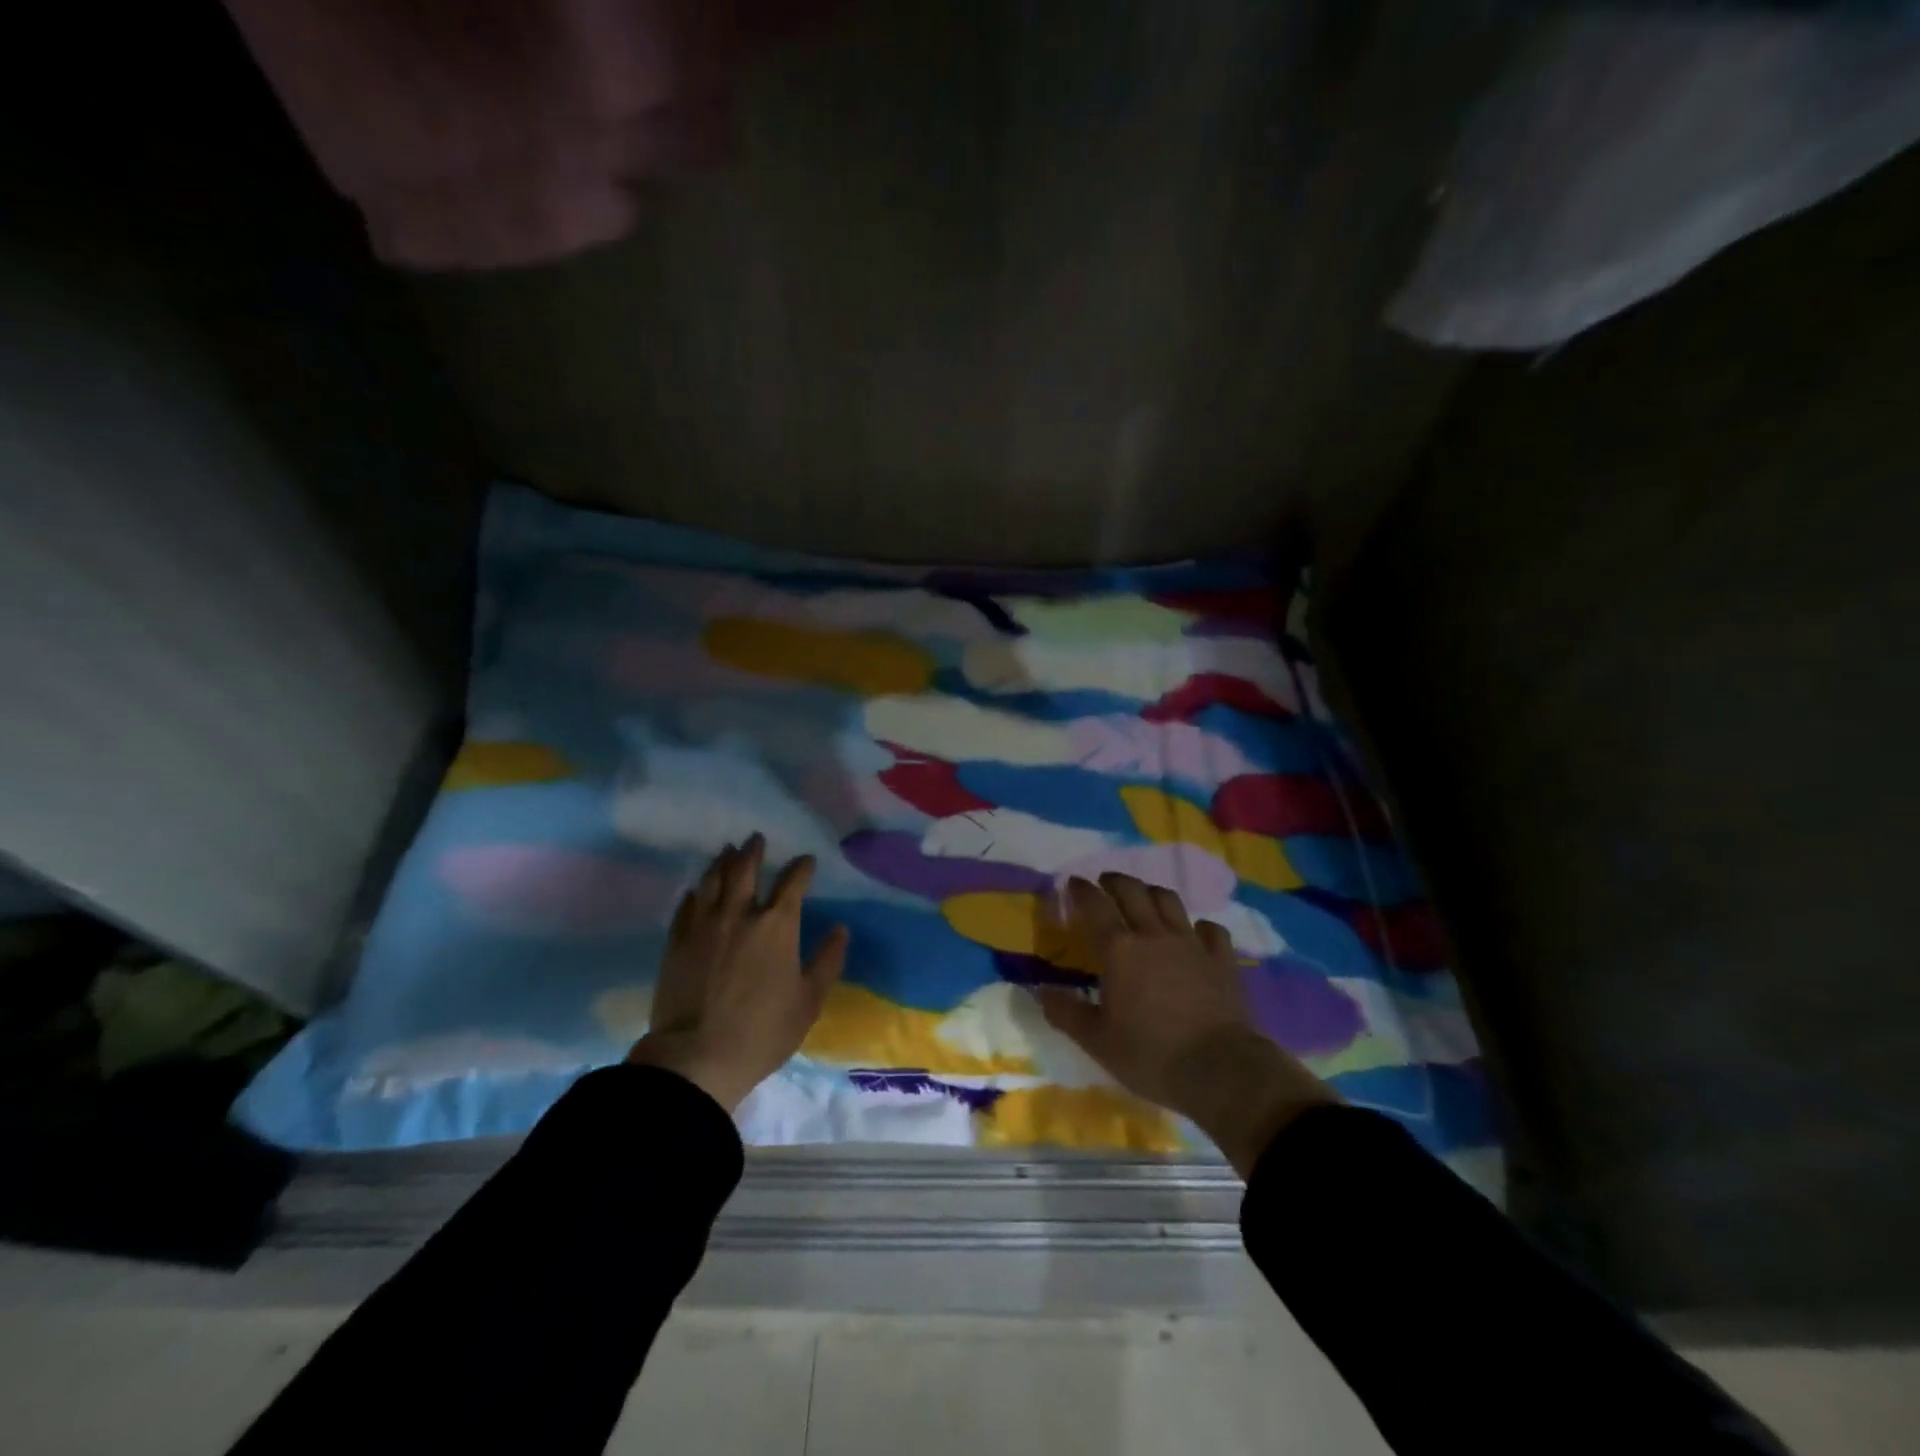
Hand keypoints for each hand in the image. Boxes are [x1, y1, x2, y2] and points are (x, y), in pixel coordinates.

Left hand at [628, 834, 848, 1112]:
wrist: (696, 1057)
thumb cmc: (763, 1031)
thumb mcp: (809, 1001)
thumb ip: (828, 961)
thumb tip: (840, 929)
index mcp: (777, 925)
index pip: (793, 882)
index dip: (802, 867)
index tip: (806, 861)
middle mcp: (740, 914)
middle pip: (745, 869)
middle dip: (754, 851)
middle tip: (756, 839)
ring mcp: (704, 925)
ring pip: (713, 880)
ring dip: (722, 862)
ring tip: (727, 851)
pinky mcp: (676, 941)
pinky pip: (686, 905)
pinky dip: (695, 892)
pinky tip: (697, 889)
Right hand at [1034, 874, 1336, 1176]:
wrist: (1220, 1069)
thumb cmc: (1150, 1055)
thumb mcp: (1096, 1040)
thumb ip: (1066, 1012)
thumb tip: (1040, 992)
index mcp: (1118, 950)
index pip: (1095, 906)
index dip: (1081, 891)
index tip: (1073, 882)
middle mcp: (1153, 935)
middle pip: (1133, 892)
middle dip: (1115, 881)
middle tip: (1105, 882)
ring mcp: (1191, 944)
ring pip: (1169, 901)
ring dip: (1152, 892)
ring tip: (1144, 897)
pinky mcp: (1222, 960)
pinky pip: (1210, 930)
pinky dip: (1198, 926)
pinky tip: (1194, 933)